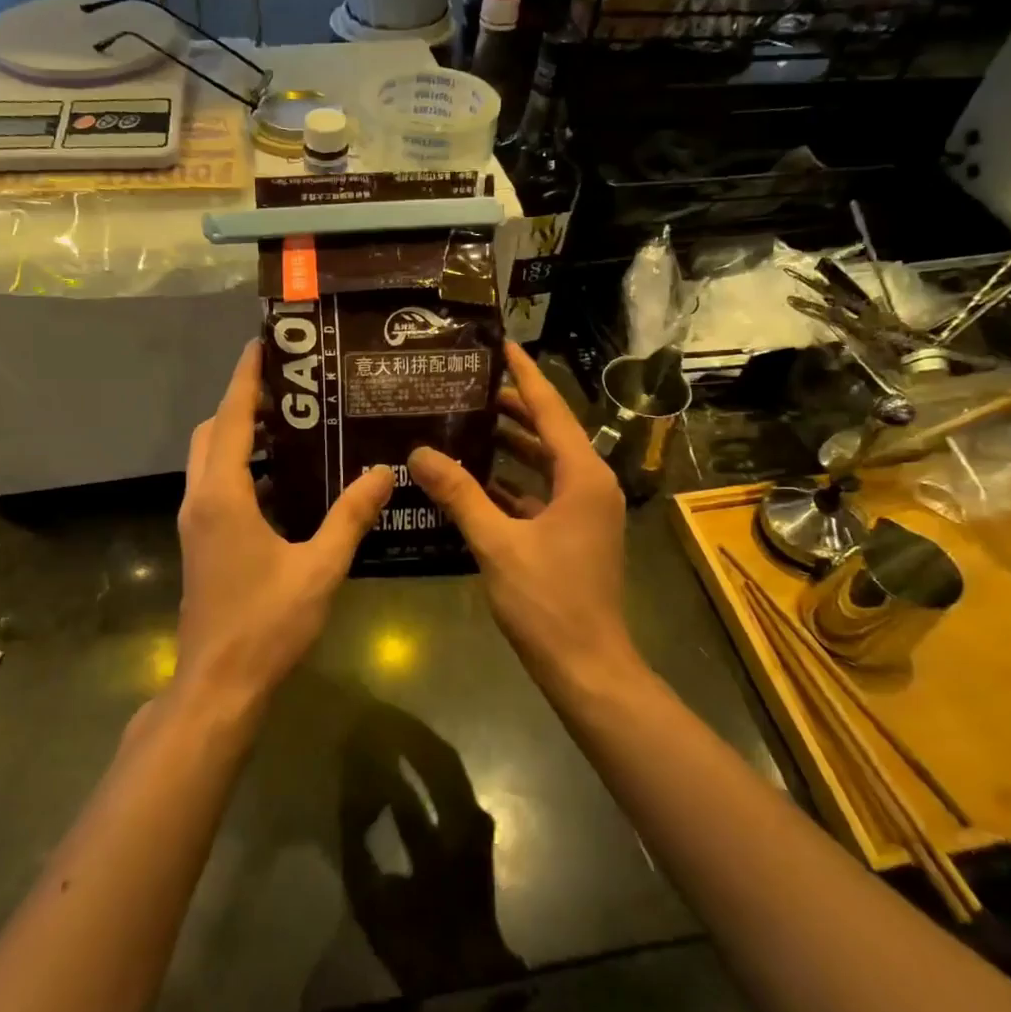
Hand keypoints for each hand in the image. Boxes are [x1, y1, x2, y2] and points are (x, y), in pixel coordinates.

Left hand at [177, 340, 393, 705]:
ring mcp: (195, 524)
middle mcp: (200, 500)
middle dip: (243, 404)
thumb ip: (350, 516)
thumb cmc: (266, 623)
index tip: (263, 344)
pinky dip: (243, 470)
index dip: (245, 379)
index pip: (232, 419)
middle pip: (214, 433)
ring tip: (293, 427)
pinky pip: (217, 487)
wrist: (217, 685)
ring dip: (242, 438)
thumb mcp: (319, 567)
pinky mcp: (201, 544)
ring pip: (211, 461)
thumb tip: (382, 472)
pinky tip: (285, 483)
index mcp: (223, 496)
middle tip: (291, 390)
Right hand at [410, 344, 637, 686]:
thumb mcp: (496, 543)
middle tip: (466, 387)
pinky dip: (513, 484)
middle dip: (512, 408)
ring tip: (465, 425)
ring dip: (510, 446)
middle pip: (549, 432)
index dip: (525, 375)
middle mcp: (590, 485)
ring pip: (544, 464)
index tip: (500, 345)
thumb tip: (420, 453)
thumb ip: (459, 494)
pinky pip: (542, 494)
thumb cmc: (547, 601)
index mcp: (582, 476)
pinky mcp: (575, 534)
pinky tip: (475, 482)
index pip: (550, 409)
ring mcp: (585, 511)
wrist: (586, 666)